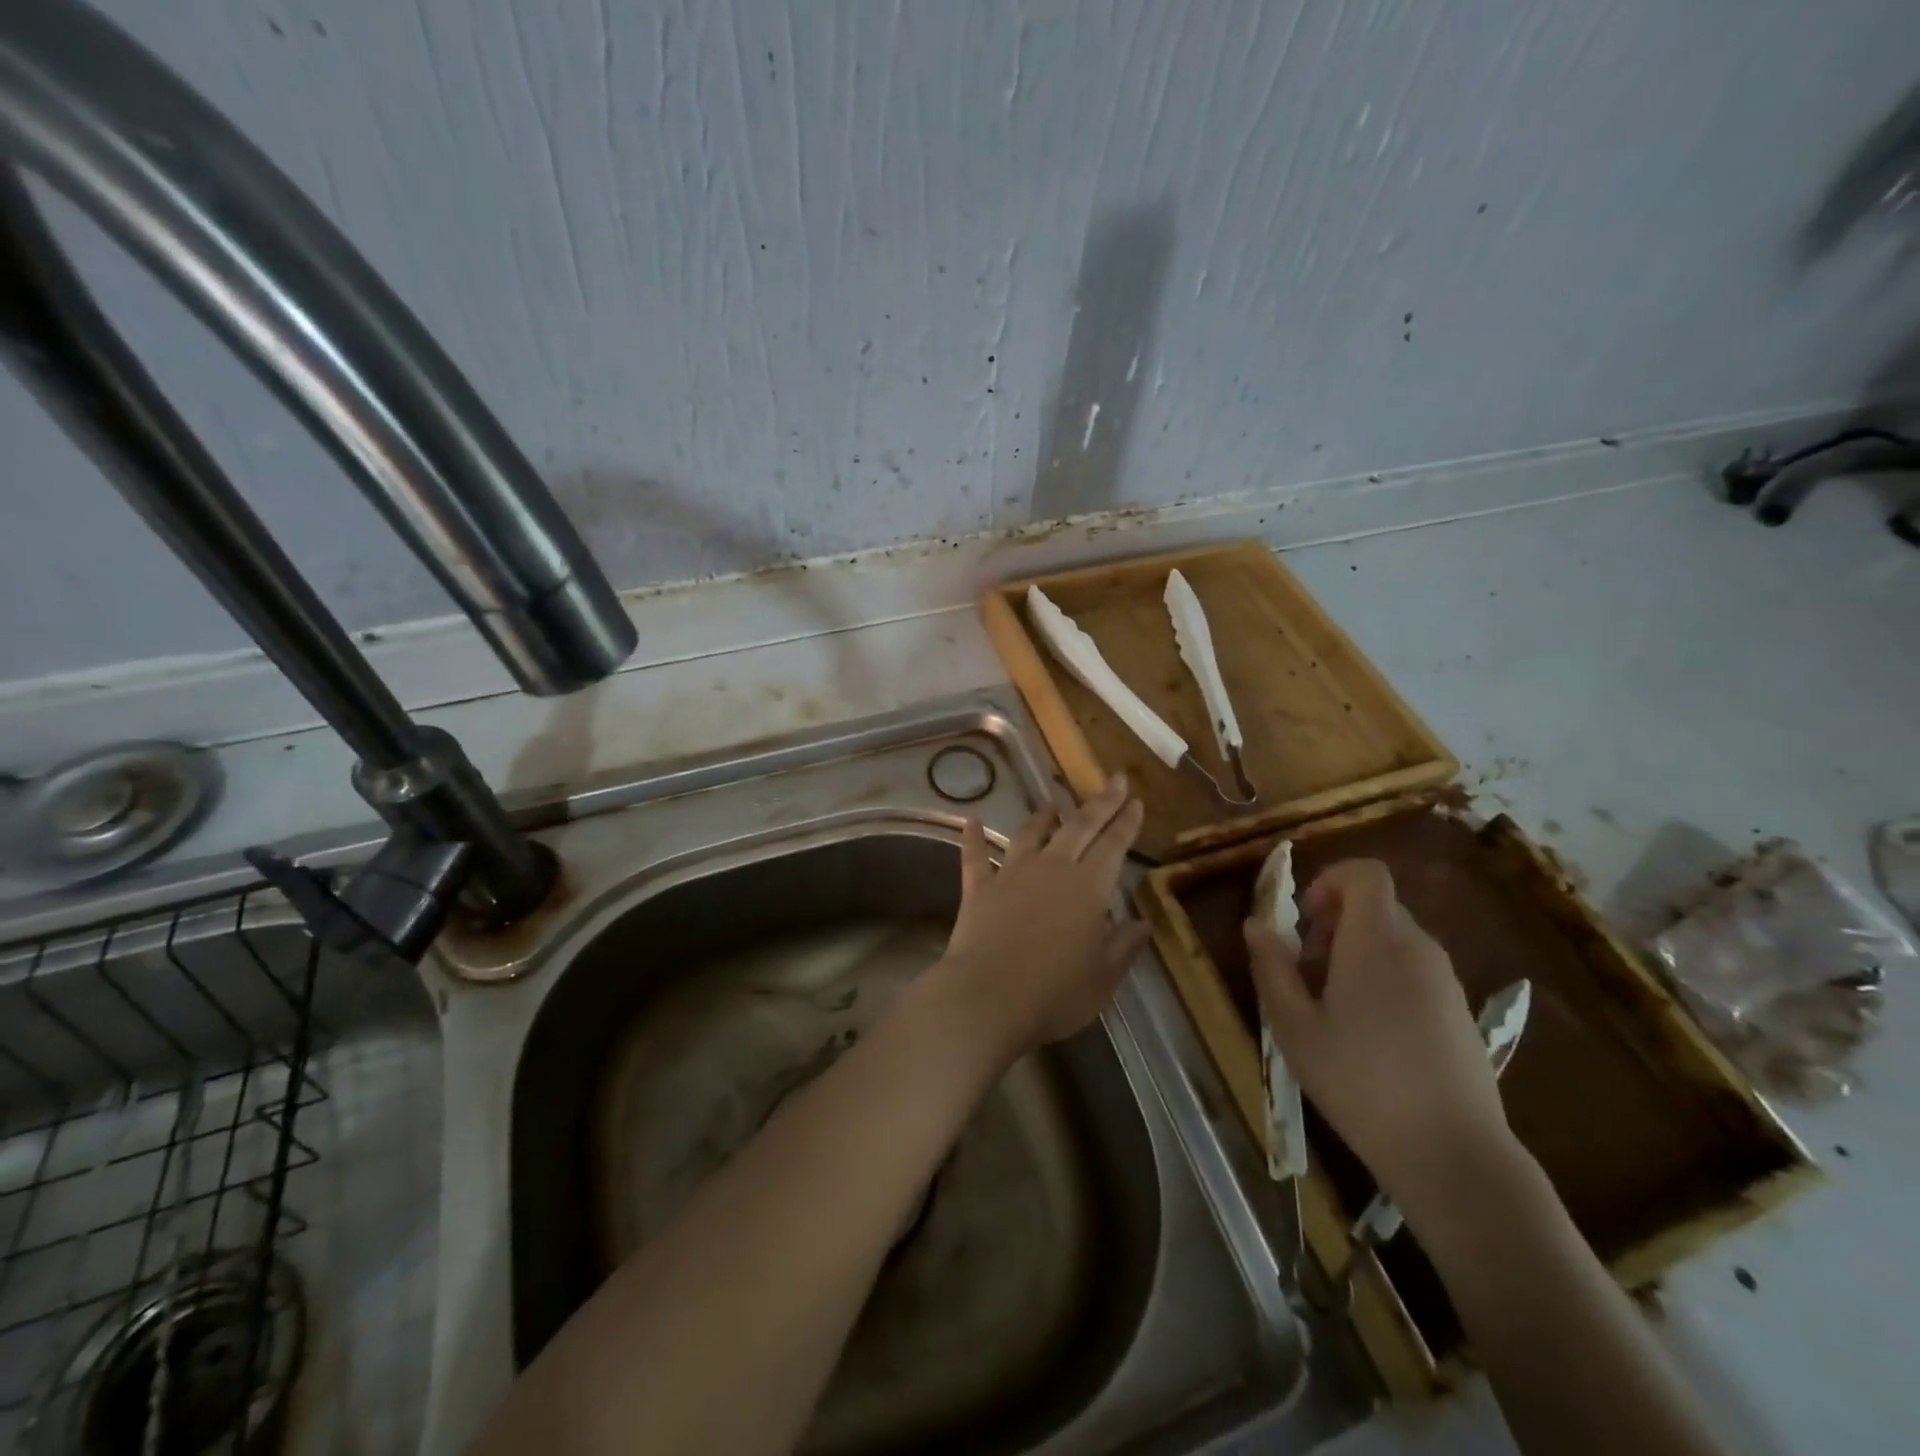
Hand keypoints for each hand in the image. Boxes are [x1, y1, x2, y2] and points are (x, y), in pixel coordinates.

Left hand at [931, 775, 1149, 1062]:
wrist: (987, 997)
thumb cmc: (1055, 993)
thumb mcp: (1103, 978)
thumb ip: (1123, 946)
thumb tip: (1143, 923)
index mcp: (1089, 887)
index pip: (1114, 845)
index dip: (1127, 822)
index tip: (1136, 801)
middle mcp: (1052, 869)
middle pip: (1079, 827)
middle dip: (1100, 803)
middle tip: (1115, 780)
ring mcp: (1011, 874)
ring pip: (1030, 833)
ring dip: (1043, 816)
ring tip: (1052, 802)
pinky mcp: (978, 888)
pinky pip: (975, 856)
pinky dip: (973, 837)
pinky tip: (971, 820)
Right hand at [1243, 859, 1516, 1217]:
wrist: (1452, 1153)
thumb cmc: (1359, 1081)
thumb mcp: (1293, 1025)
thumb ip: (1272, 966)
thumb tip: (1256, 924)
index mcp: (1376, 940)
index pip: (1365, 874)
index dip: (1330, 881)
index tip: (1305, 920)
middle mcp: (1418, 947)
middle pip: (1375, 907)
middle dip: (1334, 926)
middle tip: (1307, 975)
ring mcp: (1445, 980)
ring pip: (1393, 941)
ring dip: (1357, 955)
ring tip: (1333, 1010)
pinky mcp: (1460, 1011)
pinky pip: (1414, 971)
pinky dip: (1384, 979)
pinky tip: (1370, 1035)